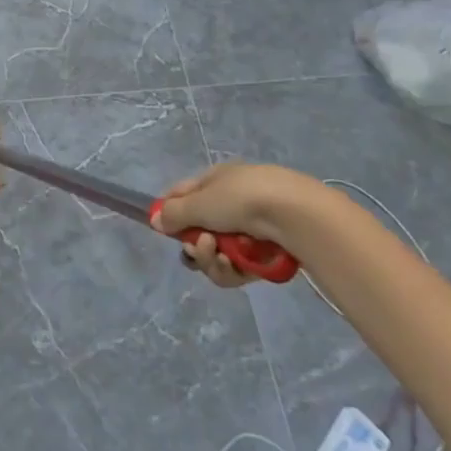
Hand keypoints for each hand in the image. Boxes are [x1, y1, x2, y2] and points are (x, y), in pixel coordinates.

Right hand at [151, 162, 329, 287]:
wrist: (296, 217)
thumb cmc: (242, 199)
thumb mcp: (199, 202)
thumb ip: (173, 214)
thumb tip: (154, 221)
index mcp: (216, 181)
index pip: (182, 195)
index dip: (169, 212)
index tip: (164, 228)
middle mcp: (231, 204)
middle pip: (198, 231)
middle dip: (196, 243)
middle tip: (202, 247)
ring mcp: (250, 231)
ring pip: (217, 254)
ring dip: (213, 259)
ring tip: (223, 257)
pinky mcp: (266, 256)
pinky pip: (237, 268)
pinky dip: (233, 269)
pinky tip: (237, 265)